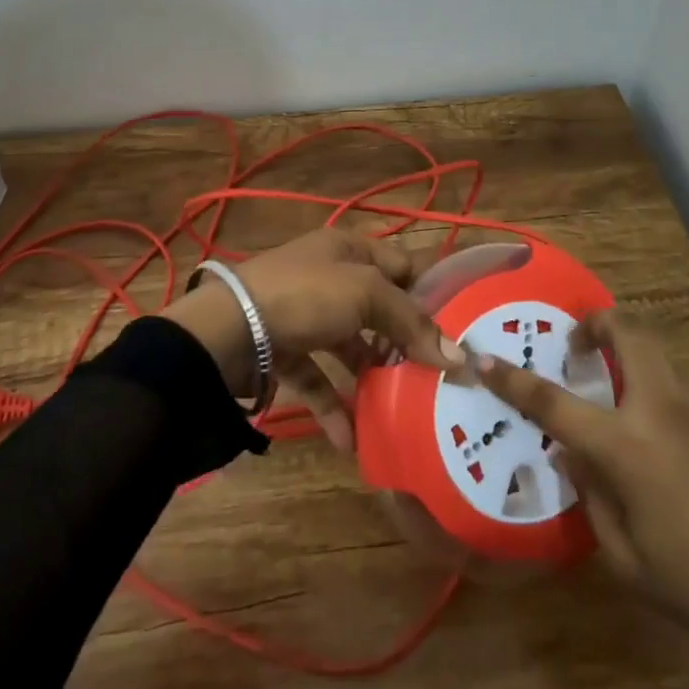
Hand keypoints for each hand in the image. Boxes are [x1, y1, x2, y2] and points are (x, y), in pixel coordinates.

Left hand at [160, 230, 462, 449]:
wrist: (227, 329)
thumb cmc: (305, 296)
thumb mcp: (366, 296)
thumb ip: (412, 325)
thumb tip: (461, 359)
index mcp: (348, 249)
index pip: (401, 264)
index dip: (429, 293)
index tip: (458, 329)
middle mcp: (327, 277)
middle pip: (376, 307)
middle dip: (403, 340)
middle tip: (435, 374)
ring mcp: (302, 314)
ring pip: (348, 345)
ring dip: (371, 376)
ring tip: (400, 408)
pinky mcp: (282, 350)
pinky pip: (317, 377)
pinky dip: (334, 405)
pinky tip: (351, 439)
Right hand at [477, 309, 688, 688]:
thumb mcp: (630, 562)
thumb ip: (592, 498)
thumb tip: (576, 453)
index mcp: (631, 448)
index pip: (555, 402)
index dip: (514, 379)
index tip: (486, 357)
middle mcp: (668, 408)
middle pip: (628, 333)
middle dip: (596, 323)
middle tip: (581, 344)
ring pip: (665, 365)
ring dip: (642, 376)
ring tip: (648, 429)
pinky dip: (680, 410)